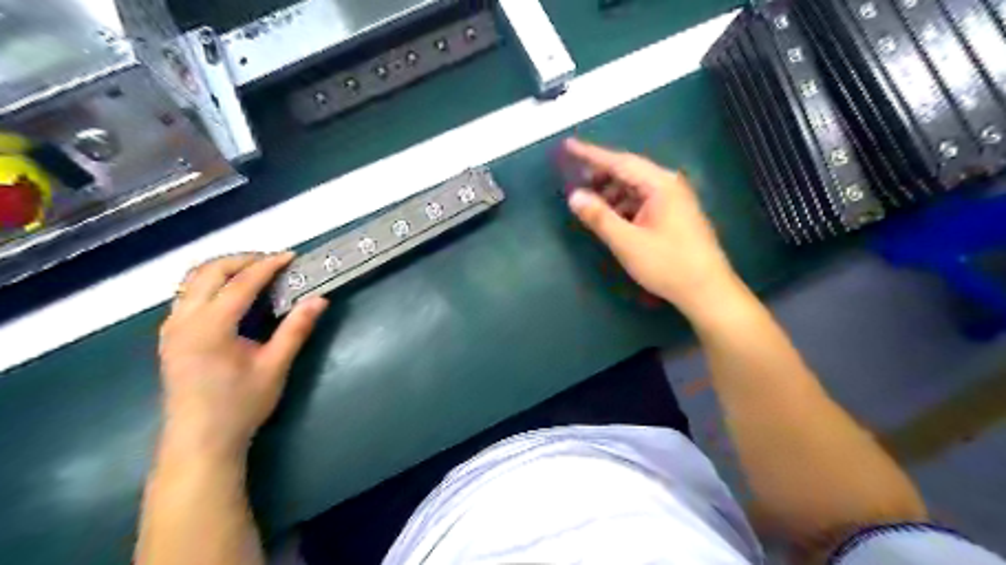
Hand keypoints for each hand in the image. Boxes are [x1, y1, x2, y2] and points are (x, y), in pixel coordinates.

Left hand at [156, 254, 327, 459]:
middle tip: (273, 262)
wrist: (200, 442)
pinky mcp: (170, 337)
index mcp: (210, 327)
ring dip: (224, 270)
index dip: (268, 265)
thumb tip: (320, 300)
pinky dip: (211, 285)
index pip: (240, 283)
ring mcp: (172, 328)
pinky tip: (233, 297)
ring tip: (256, 274)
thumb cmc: (240, 405)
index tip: (291, 256)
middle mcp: (184, 320)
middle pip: (208, 272)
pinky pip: (187, 296)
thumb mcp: (275, 366)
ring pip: (192, 281)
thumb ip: (296, 329)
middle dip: (242, 260)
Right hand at [565, 136, 735, 318]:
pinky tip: (612, 219)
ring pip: (635, 189)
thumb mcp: (627, 242)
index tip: (569, 146)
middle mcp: (669, 186)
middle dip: (601, 176)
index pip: (619, 162)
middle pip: (629, 172)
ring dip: (611, 194)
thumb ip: (599, 217)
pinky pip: (643, 202)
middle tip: (575, 180)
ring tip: (591, 204)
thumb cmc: (668, 264)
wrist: (707, 291)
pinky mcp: (674, 216)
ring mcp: (674, 201)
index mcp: (660, 184)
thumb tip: (574, 196)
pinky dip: (624, 206)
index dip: (591, 154)